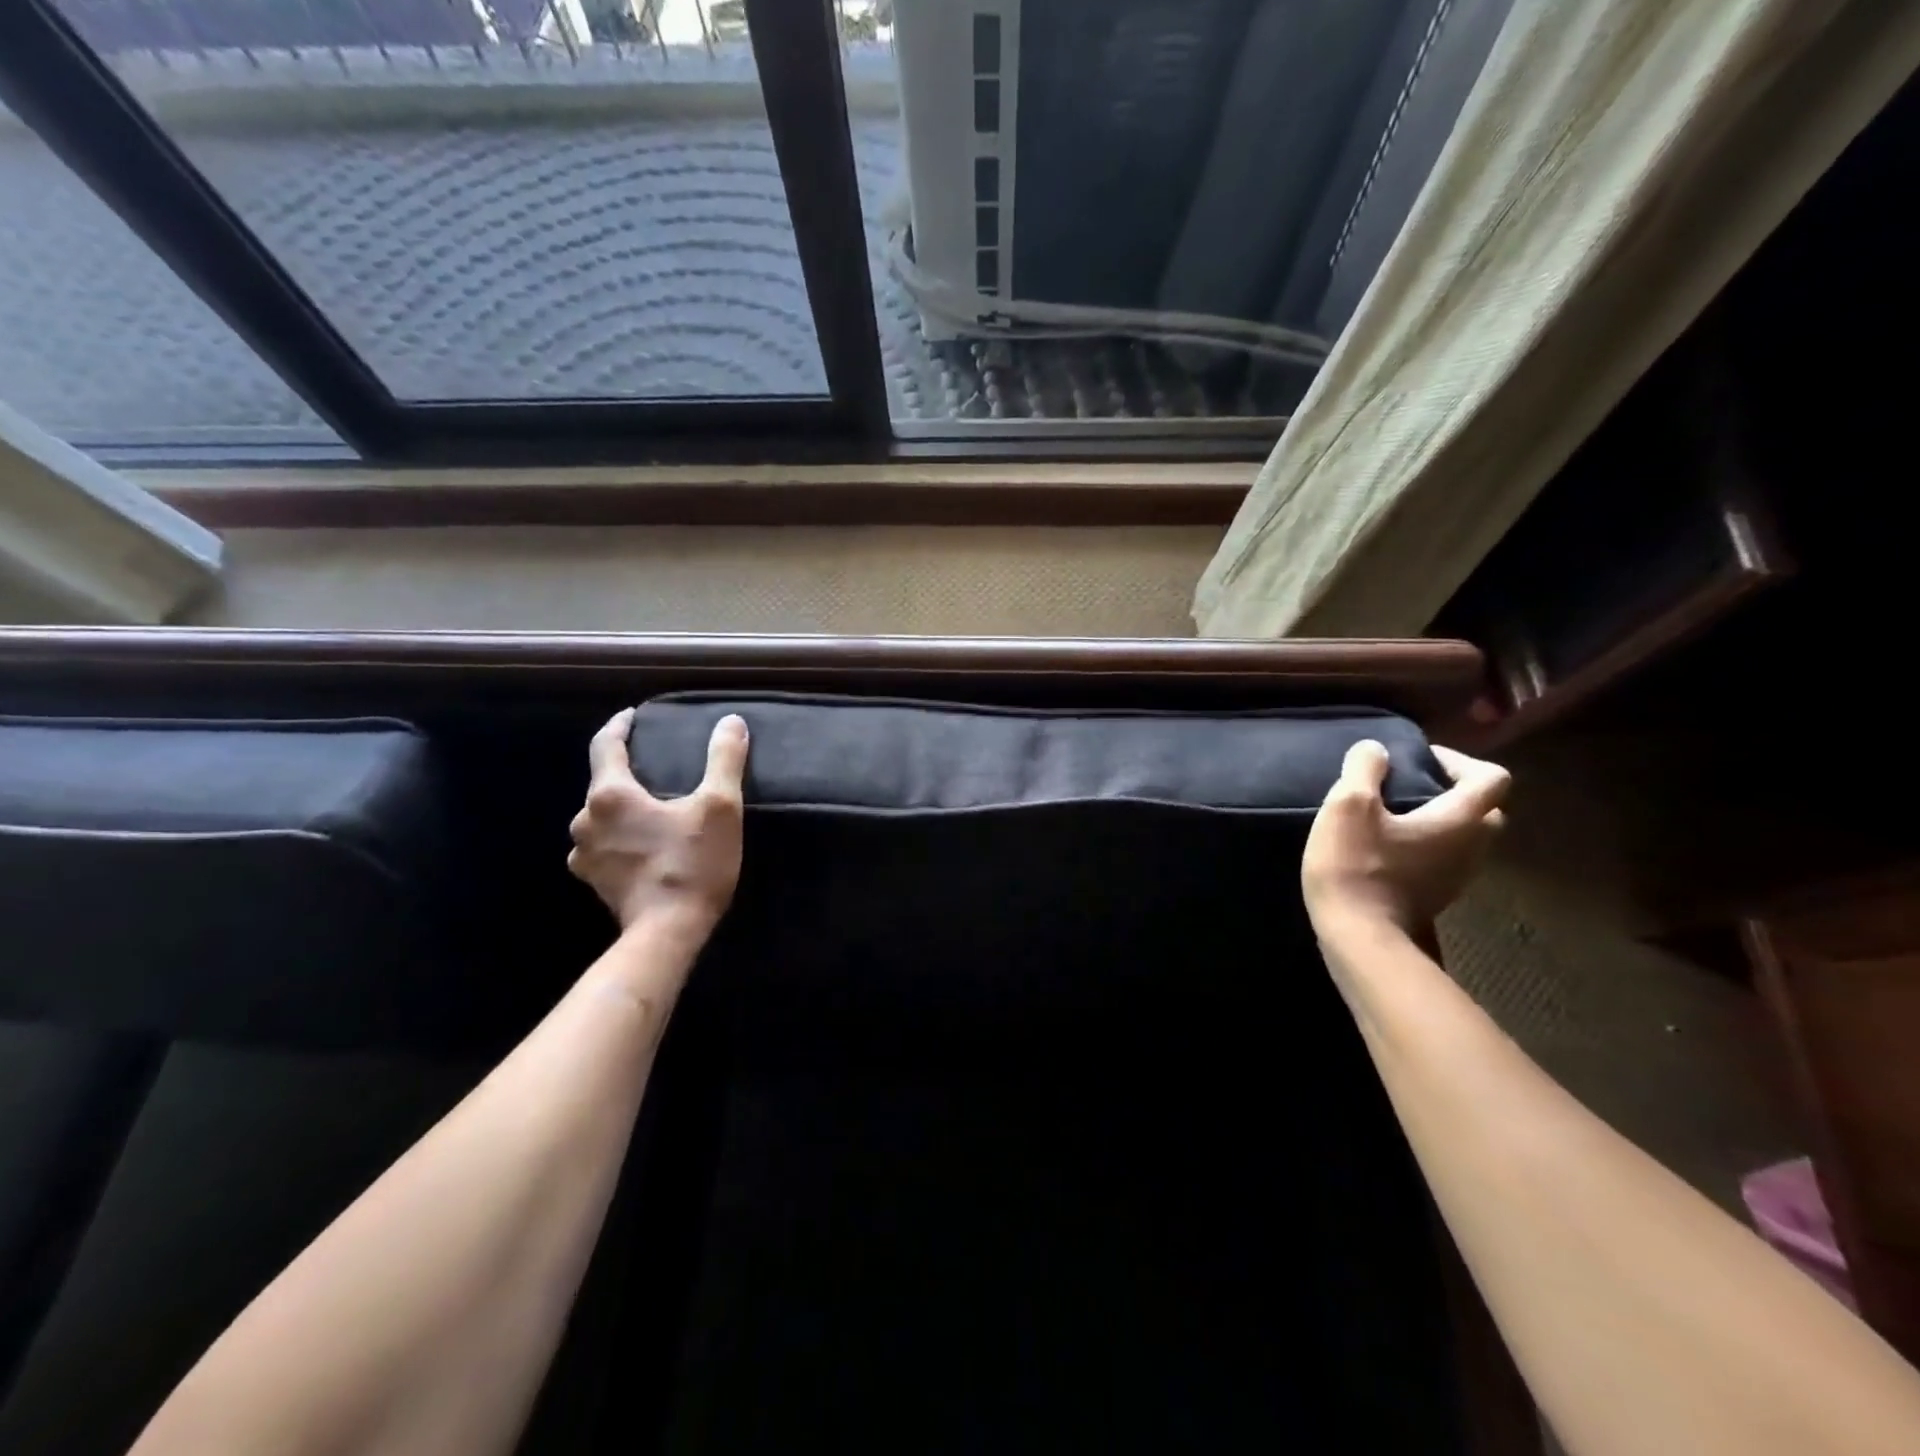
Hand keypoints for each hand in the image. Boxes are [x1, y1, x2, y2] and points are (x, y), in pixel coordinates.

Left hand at [568, 708, 748, 935]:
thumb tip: (731, 722)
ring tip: (650, 807)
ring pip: (599, 816)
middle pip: (602, 782)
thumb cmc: (693, 864)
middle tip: (655, 767)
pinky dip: (618, 837)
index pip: (604, 744)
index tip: (632, 716)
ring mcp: (584, 854)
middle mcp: (585, 820)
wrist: (668, 932)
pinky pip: (600, 845)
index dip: (619, 726)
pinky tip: (639, 843)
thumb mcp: (720, 807)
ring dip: (621, 808)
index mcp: (610, 794)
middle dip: (625, 771)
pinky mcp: (593, 880)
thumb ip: (724, 760)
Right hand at [1301, 740, 1508, 939]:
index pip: (1492, 778)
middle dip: (1454, 791)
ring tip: (1392, 816)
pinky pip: (1443, 860)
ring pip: (1465, 838)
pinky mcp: (1436, 897)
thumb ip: (1365, 769)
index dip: (1459, 760)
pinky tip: (1385, 847)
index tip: (1419, 760)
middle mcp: (1472, 849)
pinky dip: (1425, 845)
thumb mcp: (1349, 805)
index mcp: (1460, 820)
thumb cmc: (1357, 866)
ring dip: (1438, 820)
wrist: (1359, 937)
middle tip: (1411, 787)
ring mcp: (1457, 878)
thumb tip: (1376, 749)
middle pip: (1486, 810)